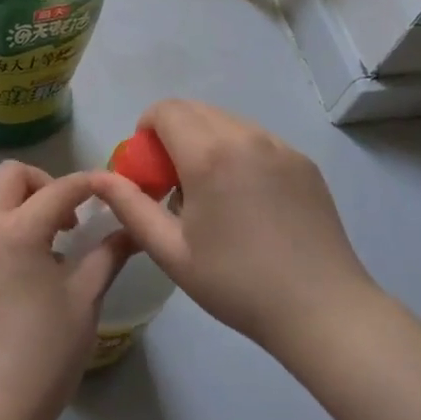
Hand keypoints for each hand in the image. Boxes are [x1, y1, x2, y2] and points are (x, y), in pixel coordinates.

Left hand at [0, 162, 128, 419]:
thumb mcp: (85, 299)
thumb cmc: (45, 352)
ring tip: (51, 250)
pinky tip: (24, 277)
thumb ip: (108, 254)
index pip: (60, 187)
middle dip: (45, 184)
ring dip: (23, 209)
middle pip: (11, 176)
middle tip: (70, 221)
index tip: (113, 191)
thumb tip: (131, 229)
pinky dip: (6, 234)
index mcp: (18, 230)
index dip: (91, 183)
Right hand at [91, 100, 377, 359]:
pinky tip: (246, 201)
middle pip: (196, 110)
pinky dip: (238, 152)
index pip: (166, 110)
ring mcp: (281, 146)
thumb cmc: (236, 283)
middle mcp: (246, 136)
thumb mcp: (170, 251)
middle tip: (173, 184)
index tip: (147, 169)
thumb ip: (130, 206)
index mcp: (209, 155)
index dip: (146, 130)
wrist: (321, 309)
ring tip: (210, 194)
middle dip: (173, 135)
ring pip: (228, 122)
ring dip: (206, 141)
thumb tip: (98, 178)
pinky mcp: (303, 161)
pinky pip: (258, 139)